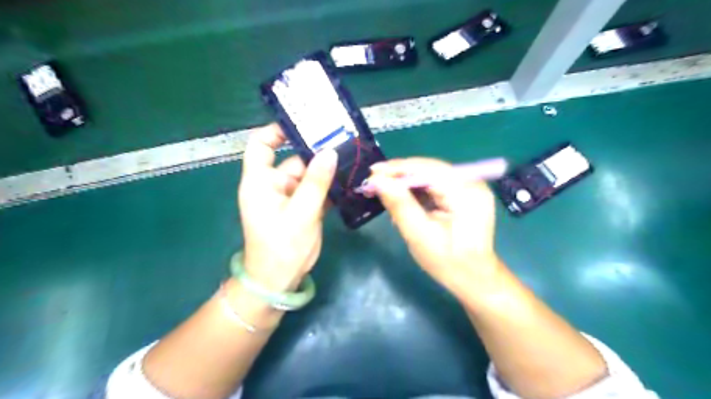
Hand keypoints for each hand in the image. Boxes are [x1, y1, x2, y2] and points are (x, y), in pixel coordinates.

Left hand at [239, 127, 337, 290]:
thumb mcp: (300, 213)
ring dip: (328, 170)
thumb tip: (330, 152)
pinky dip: (330, 186)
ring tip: (352, 159)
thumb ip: (316, 182)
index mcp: (261, 181)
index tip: (303, 125)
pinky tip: (349, 180)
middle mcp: (274, 185)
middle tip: (344, 142)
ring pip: (310, 175)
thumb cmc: (281, 247)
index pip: (261, 145)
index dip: (277, 131)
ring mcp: (290, 197)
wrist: (280, 280)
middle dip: (317, 153)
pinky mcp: (303, 208)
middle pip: (294, 160)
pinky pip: (317, 190)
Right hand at [370, 157, 502, 292]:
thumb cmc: (448, 262)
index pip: (428, 169)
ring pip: (430, 175)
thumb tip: (378, 180)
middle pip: (429, 169)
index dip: (398, 169)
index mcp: (466, 192)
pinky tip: (400, 197)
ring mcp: (469, 187)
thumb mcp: (419, 235)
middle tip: (373, 182)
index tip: (372, 173)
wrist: (474, 278)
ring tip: (382, 189)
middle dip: (399, 175)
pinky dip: (416, 190)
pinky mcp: (463, 194)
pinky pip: (435, 185)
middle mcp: (471, 182)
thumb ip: (400, 205)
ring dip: (405, 182)